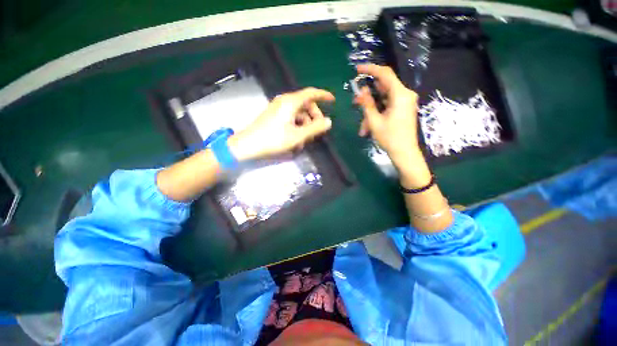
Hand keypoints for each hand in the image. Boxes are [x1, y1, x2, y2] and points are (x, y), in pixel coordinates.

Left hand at [229, 88, 334, 160]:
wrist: (248, 145)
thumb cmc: (273, 139)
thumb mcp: (297, 136)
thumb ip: (314, 128)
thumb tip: (328, 121)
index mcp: (291, 102)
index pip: (311, 93)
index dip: (323, 95)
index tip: (333, 101)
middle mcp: (284, 101)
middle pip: (306, 104)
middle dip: (314, 116)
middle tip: (317, 130)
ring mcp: (278, 108)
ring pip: (298, 112)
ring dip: (305, 124)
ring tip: (306, 140)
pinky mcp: (274, 116)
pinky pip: (291, 117)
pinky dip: (297, 126)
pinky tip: (297, 139)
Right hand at [354, 64, 423, 171]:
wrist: (404, 153)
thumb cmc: (390, 138)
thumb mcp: (374, 121)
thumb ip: (368, 104)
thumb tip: (362, 90)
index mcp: (400, 95)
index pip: (385, 74)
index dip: (370, 69)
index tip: (357, 69)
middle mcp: (405, 95)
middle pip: (383, 88)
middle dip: (368, 96)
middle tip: (355, 103)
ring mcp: (405, 102)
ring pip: (383, 99)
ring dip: (371, 110)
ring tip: (363, 127)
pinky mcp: (403, 109)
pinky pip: (387, 106)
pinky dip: (377, 114)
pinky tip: (369, 127)